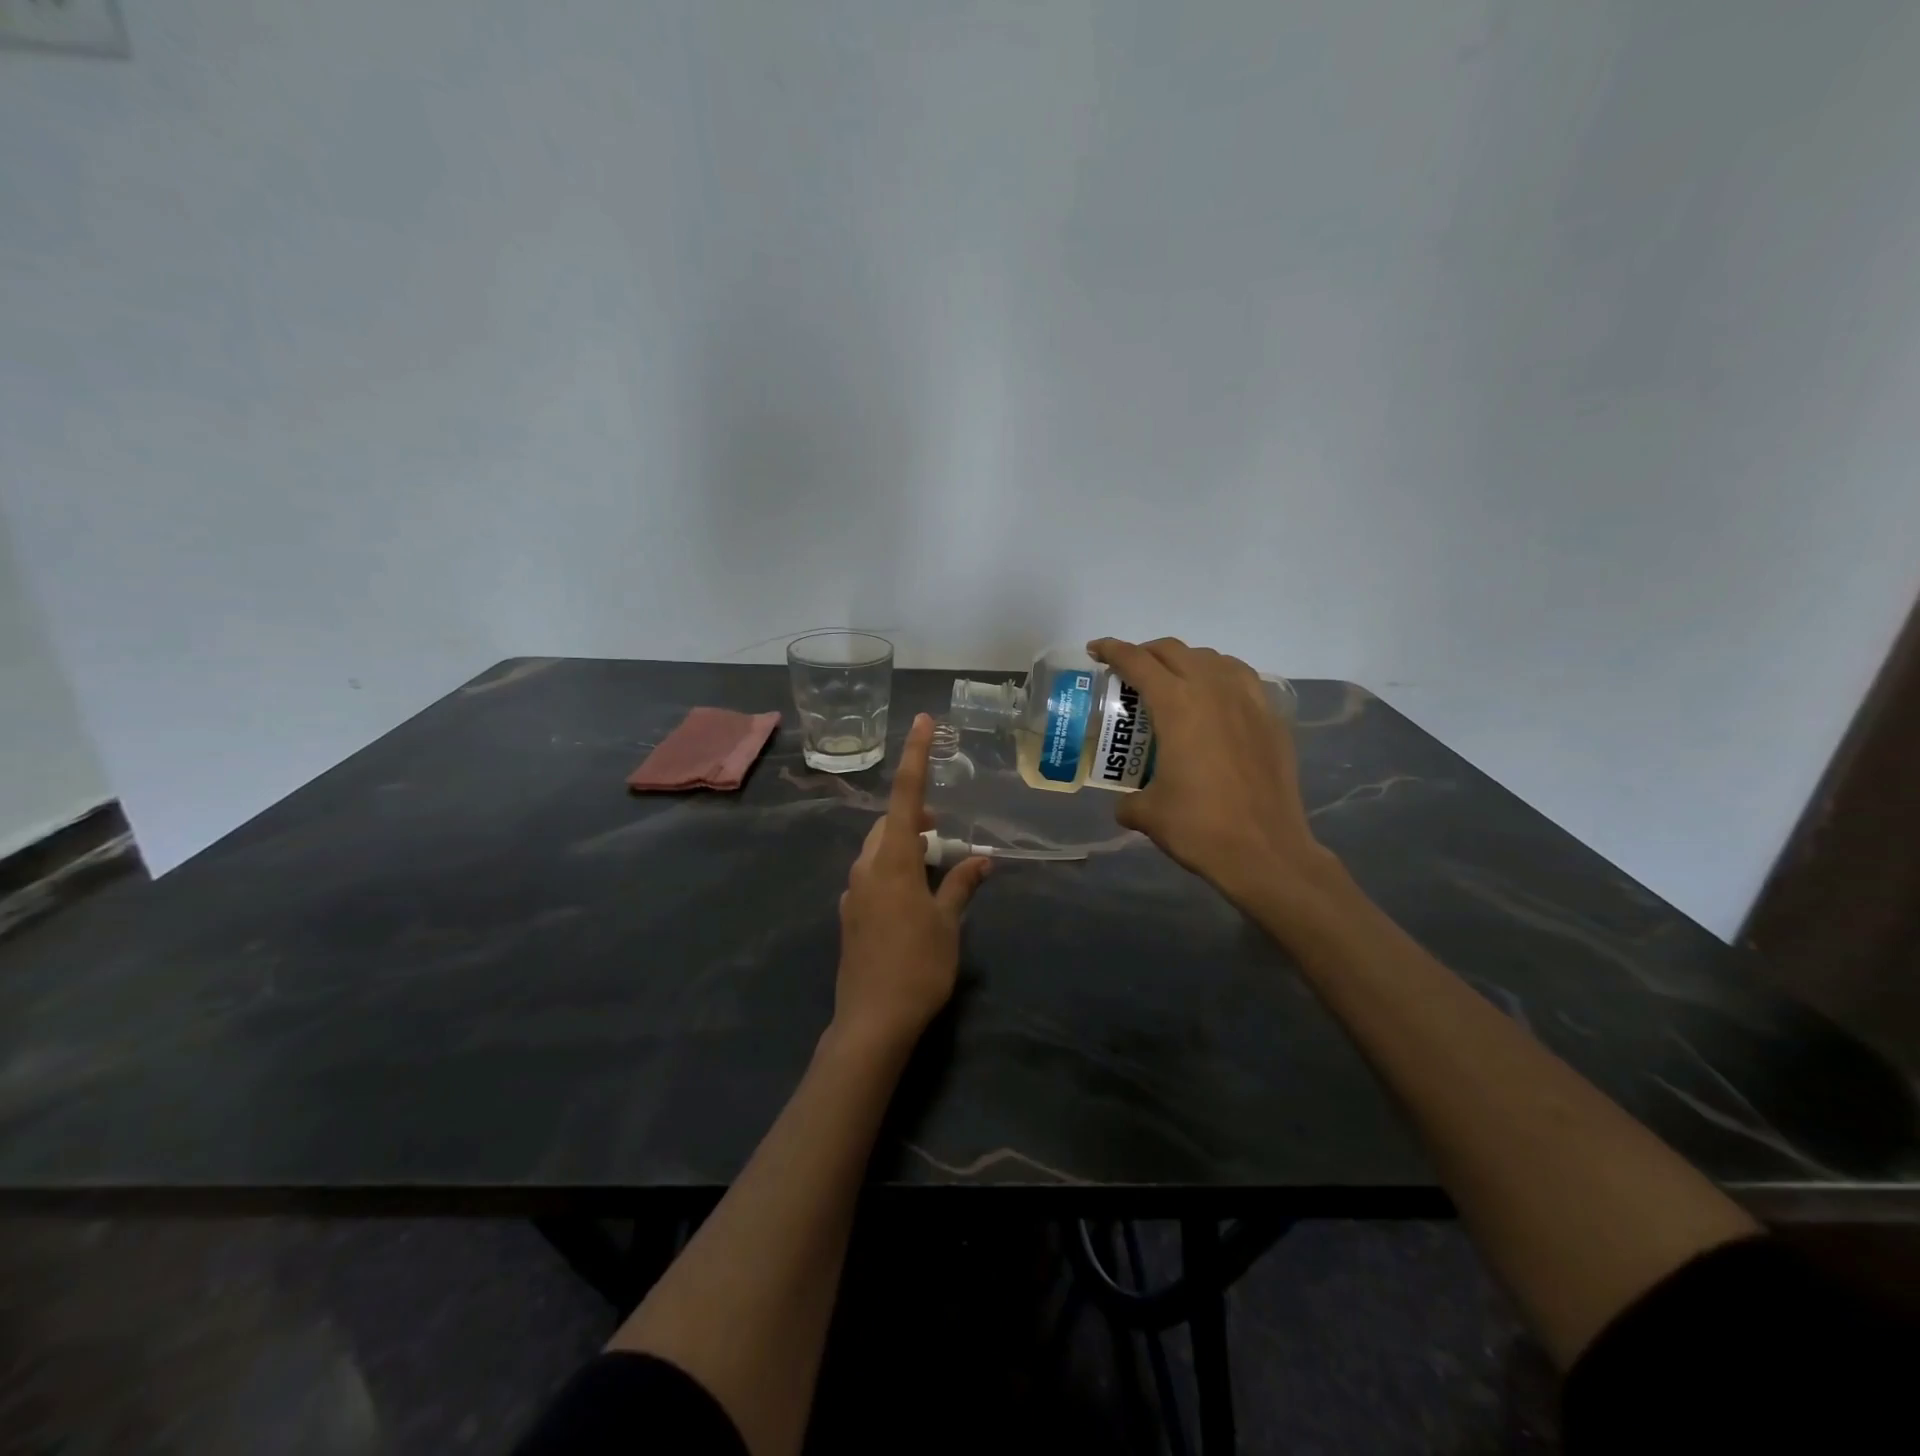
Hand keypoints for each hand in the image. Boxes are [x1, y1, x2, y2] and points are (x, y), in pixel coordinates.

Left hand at [831, 713, 992, 1056]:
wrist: (871, 1021)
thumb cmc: (918, 967)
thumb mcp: (947, 924)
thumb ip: (961, 885)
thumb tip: (982, 860)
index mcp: (892, 860)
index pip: (906, 796)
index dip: (915, 756)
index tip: (922, 721)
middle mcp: (866, 867)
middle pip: (888, 823)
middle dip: (914, 815)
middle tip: (942, 827)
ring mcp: (854, 892)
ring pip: (877, 849)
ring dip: (903, 843)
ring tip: (932, 859)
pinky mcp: (850, 915)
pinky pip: (872, 874)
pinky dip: (893, 868)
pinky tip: (913, 895)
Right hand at [1088, 637, 1343, 916]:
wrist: (1266, 851)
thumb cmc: (1200, 827)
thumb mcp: (1149, 814)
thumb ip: (1129, 801)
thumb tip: (1126, 804)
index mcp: (1177, 705)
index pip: (1138, 662)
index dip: (1112, 650)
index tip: (1096, 650)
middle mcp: (1213, 690)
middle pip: (1174, 651)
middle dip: (1146, 653)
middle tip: (1130, 670)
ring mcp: (1248, 701)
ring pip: (1212, 658)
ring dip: (1186, 661)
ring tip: (1173, 682)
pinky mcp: (1272, 719)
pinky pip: (1242, 679)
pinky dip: (1220, 677)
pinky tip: (1215, 700)